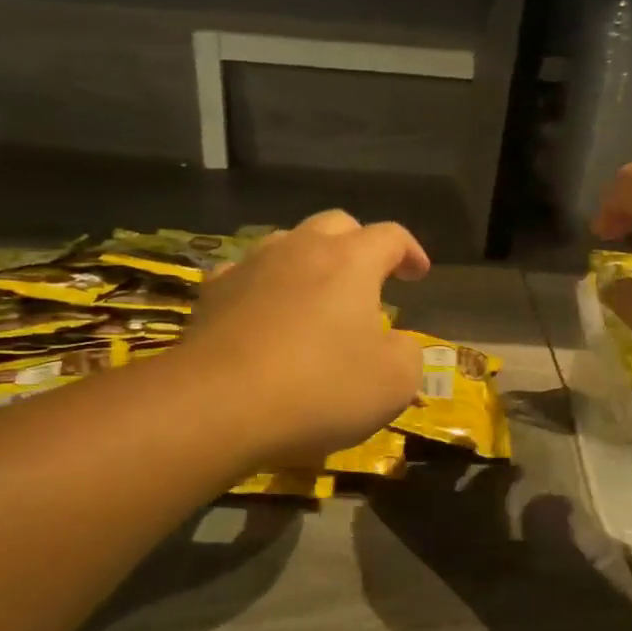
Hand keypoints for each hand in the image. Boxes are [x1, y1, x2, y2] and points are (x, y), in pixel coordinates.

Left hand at [180, 211, 430, 465]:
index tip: (418, 274)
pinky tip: (263, 313)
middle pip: (336, 225)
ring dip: (309, 261)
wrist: (219, 405)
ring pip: (286, 243)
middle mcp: (300, 249)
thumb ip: (407, 353)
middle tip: (369, 277)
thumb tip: (395, 343)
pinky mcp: (212, 294)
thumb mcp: (393, 382)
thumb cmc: (320, 388)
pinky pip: (245, 275)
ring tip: (315, 294)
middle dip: (358, 244)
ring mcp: (250, 267)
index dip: (410, 251)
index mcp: (351, 260)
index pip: (390, 236)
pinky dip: (264, 287)